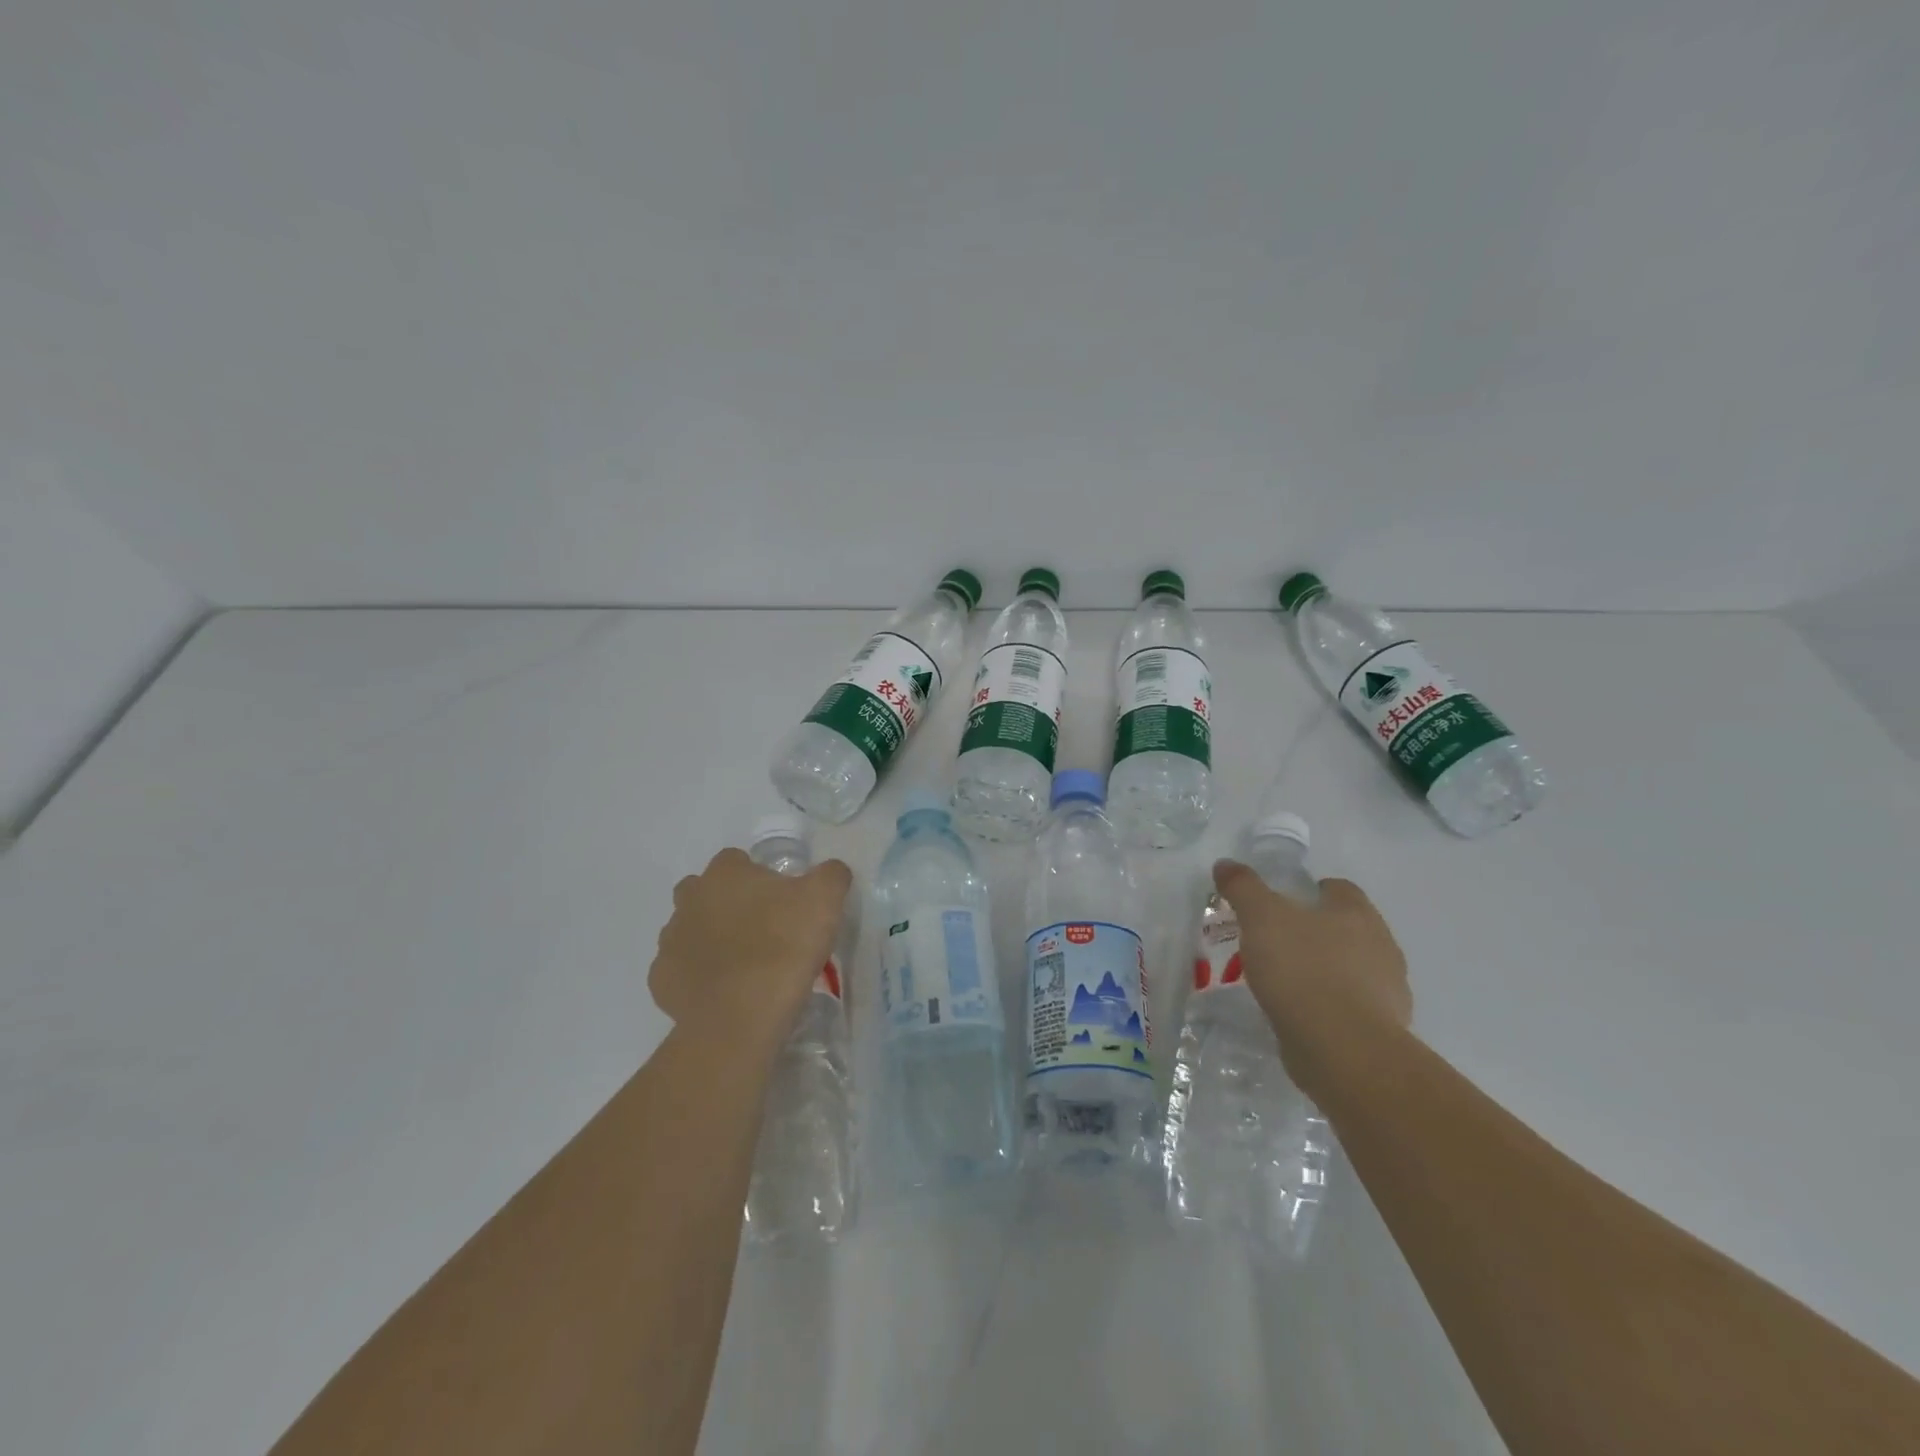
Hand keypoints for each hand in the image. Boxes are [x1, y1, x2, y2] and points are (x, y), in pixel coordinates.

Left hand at [650, 848, 852, 1054]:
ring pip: (690, 929)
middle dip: (727, 904)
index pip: (737, 861)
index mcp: (725, 873)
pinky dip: (698, 976)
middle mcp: (689, 898)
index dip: (759, 877)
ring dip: (710, 939)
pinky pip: (681, 969)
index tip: (781, 901)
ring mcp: (670, 939)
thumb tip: (830, 871)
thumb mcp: (826, 899)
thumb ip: (831, 875)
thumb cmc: (784, 946)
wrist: (741, 1017)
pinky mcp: (662, 979)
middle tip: (760, 929)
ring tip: (744, 964)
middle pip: (706, 891)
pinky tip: (723, 991)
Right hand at [1210, 862, 1412, 1099]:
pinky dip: (1329, 1005)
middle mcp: (1382, 946)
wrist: (1343, 1049)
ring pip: (1352, 969)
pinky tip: (1301, 1013)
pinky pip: (1351, 1007)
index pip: (1339, 889)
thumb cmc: (1303, 969)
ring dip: (1325, 971)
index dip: (1312, 891)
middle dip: (1317, 932)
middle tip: (1277, 941)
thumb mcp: (1261, 918)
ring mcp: (1387, 991)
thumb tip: (1225, 864)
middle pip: (1347, 928)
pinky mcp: (1382, 1030)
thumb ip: (1243, 888)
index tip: (1283, 903)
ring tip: (1285, 981)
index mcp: (1357, 913)